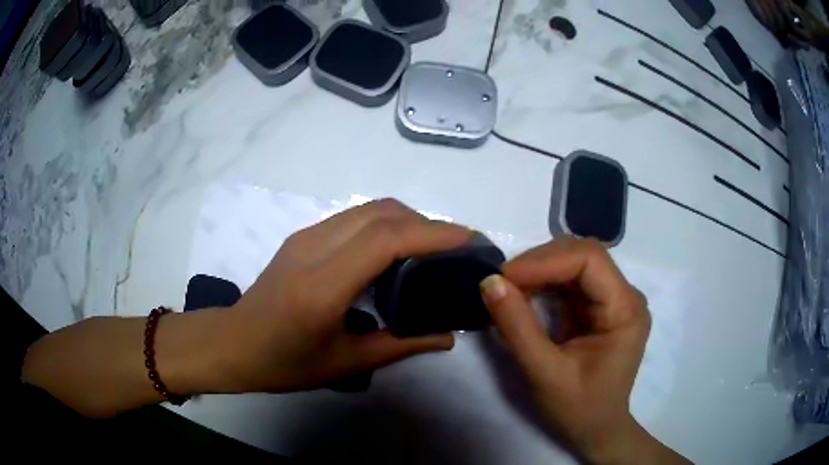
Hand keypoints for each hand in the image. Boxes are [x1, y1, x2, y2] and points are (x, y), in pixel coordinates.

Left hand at [217, 199, 468, 392]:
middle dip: (425, 222)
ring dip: (406, 219)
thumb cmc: (284, 363)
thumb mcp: (345, 364)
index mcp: (321, 288)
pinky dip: (385, 224)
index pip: (383, 241)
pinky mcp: (302, 236)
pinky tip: (395, 250)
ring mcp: (305, 237)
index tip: (467, 238)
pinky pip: (353, 218)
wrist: (233, 343)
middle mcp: (312, 250)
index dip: (430, 233)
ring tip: (431, 247)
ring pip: (367, 209)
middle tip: (454, 247)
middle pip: (379, 213)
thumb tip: (447, 336)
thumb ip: (401, 346)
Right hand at [480, 238, 686, 463]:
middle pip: (583, 255)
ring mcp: (613, 300)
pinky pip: (569, 281)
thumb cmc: (579, 409)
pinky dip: (543, 283)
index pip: (590, 260)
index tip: (505, 277)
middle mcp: (625, 296)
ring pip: (574, 263)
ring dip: (539, 270)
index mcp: (625, 310)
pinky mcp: (598, 307)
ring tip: (508, 288)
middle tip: (502, 282)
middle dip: (540, 262)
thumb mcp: (545, 374)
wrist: (597, 431)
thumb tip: (489, 281)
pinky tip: (524, 295)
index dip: (546, 260)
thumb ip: (518, 328)